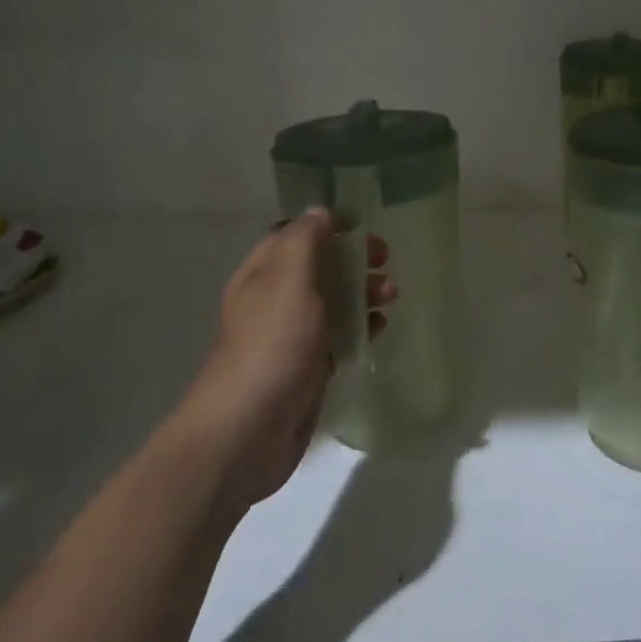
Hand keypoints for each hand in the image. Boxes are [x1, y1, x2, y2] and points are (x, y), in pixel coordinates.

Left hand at [181, 210, 393, 509]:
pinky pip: (339, 337)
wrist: (248, 431)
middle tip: (385, 258)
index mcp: (262, 274)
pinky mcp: (309, 368)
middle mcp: (275, 300)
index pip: (294, 235)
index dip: (326, 225)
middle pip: (319, 267)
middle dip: (353, 259)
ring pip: (332, 302)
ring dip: (363, 292)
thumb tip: (319, 210)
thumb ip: (305, 242)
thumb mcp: (288, 282)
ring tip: (392, 295)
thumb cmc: (271, 346)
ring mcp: (292, 337)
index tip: (362, 224)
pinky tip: (381, 328)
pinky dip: (361, 327)